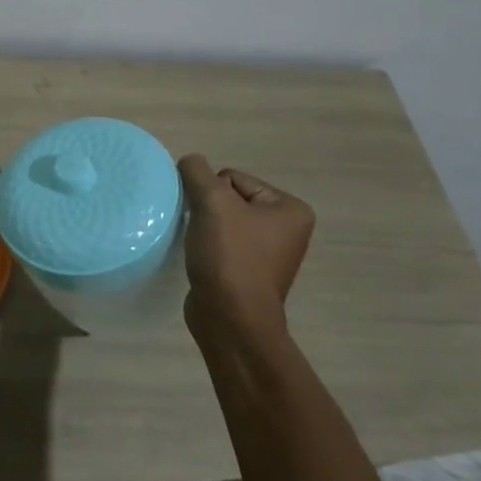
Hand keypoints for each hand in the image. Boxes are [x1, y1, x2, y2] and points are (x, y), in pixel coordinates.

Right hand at [177, 154, 314, 340]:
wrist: (230, 318)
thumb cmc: (230, 256)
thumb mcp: (212, 202)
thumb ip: (197, 171)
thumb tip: (189, 161)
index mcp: (291, 209)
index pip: (233, 179)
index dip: (212, 194)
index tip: (211, 219)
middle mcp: (287, 229)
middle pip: (229, 198)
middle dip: (209, 210)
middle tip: (204, 232)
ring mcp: (269, 252)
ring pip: (222, 220)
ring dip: (205, 227)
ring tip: (201, 246)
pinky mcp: (249, 271)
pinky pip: (222, 242)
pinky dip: (208, 245)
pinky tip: (203, 259)